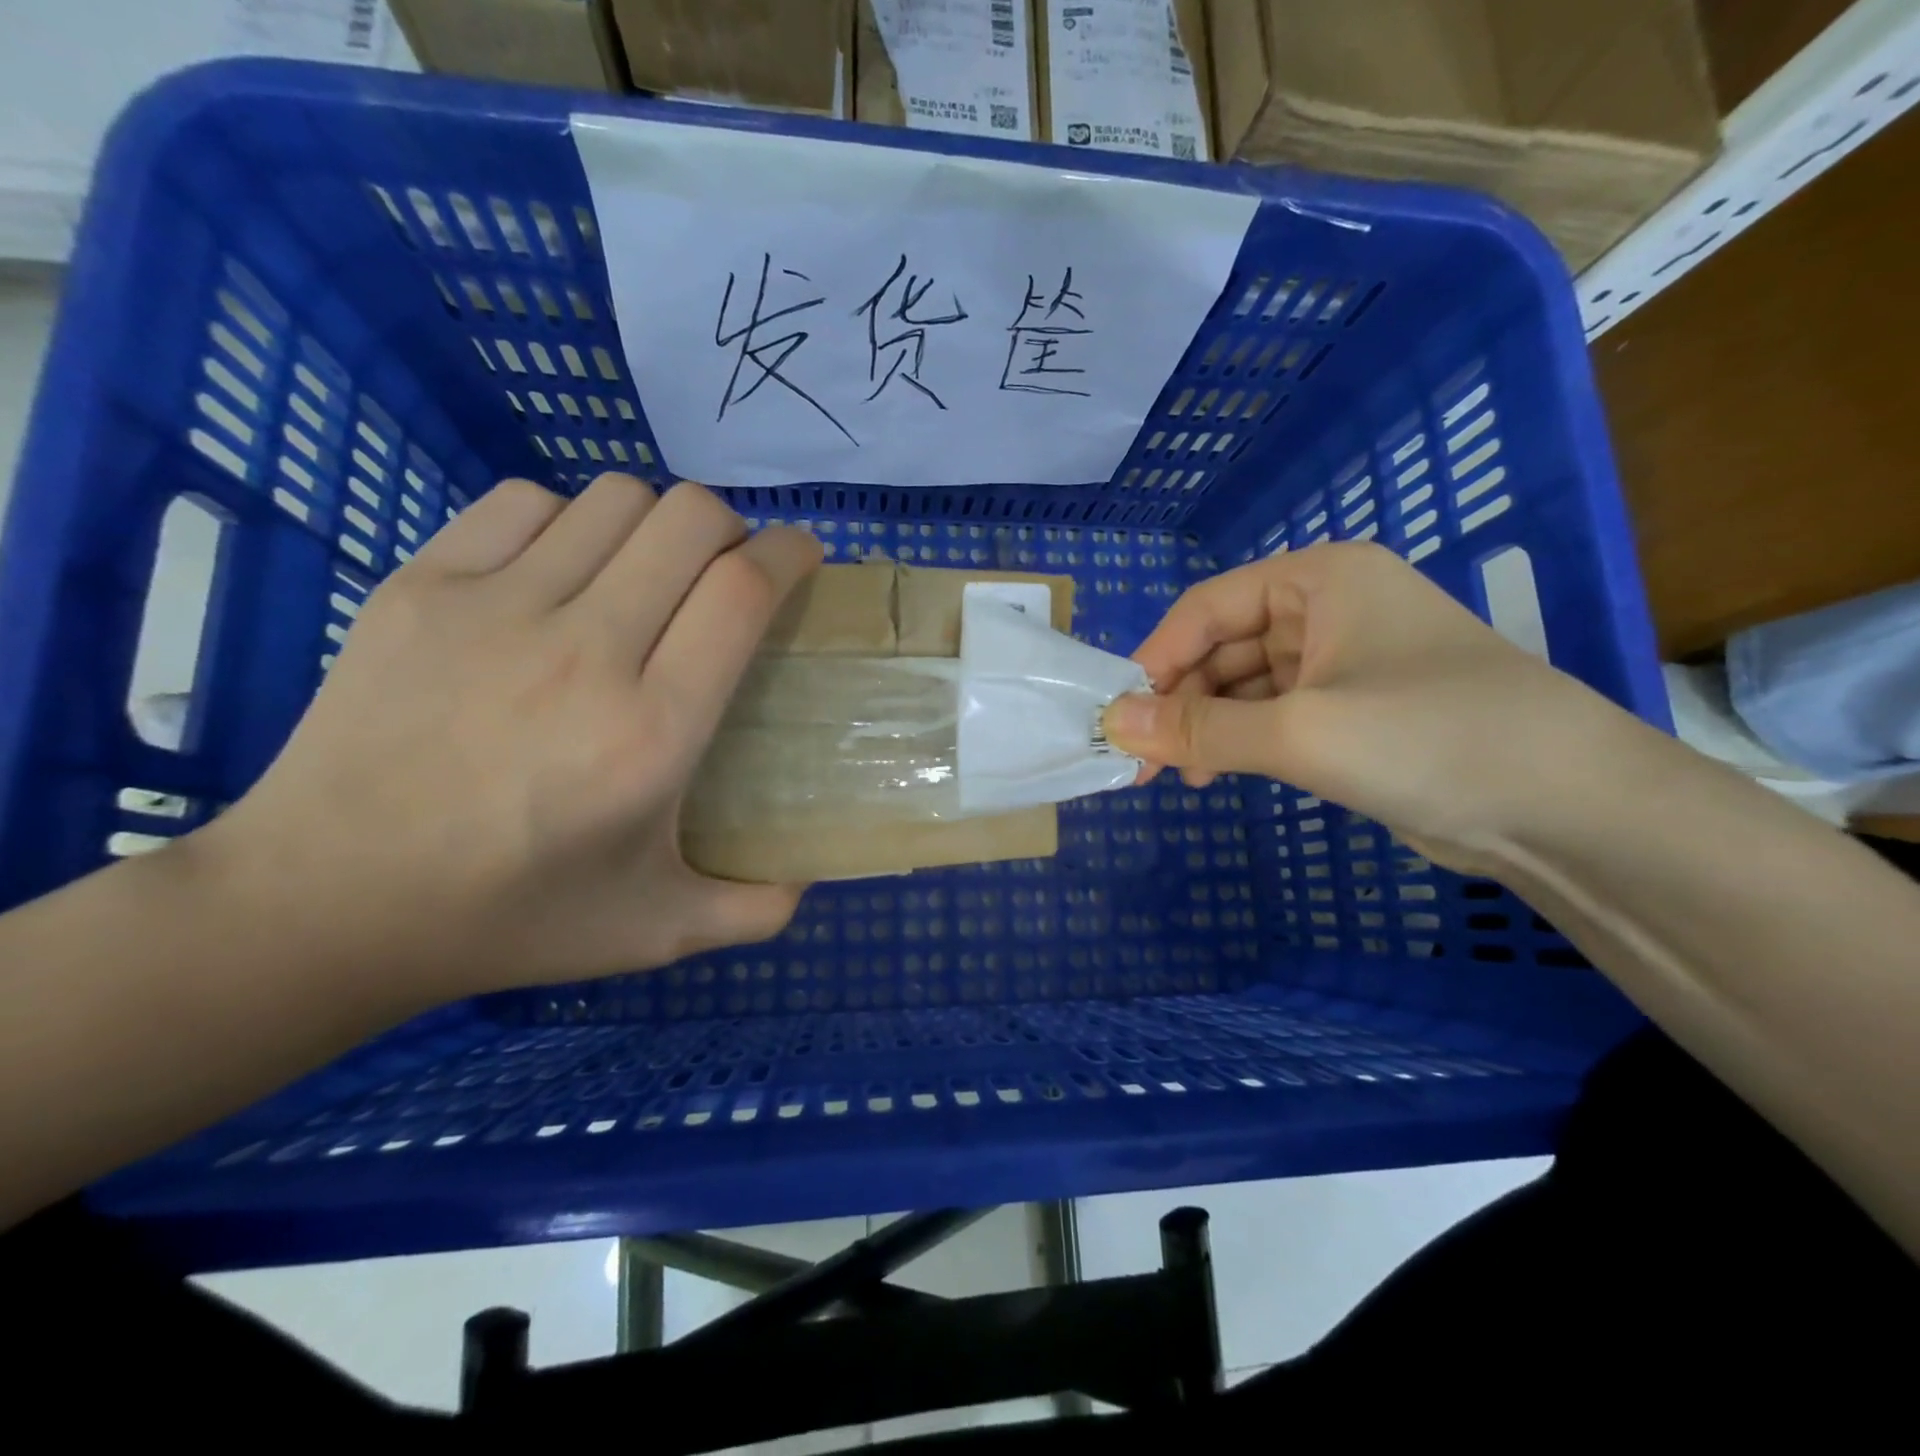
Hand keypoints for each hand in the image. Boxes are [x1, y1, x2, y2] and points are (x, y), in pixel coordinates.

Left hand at [202, 474, 821, 997]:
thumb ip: (756, 909)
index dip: (789, 554)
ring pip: (615, 499)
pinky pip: (525, 503)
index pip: (742, 591)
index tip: (802, 558)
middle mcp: (584, 652)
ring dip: (657, 524)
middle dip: (734, 528)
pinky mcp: (420, 588)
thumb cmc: (511, 918)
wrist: (324, 905)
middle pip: (690, 519)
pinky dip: (569, 521)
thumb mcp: (659, 932)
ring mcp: (493, 609)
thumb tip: (811, 872)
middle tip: (730, 573)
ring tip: (650, 573)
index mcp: (652, 732)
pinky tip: (564, 572)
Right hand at [1102, 542, 1635, 871]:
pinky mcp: (1355, 711)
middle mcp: (1330, 609)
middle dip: (1181, 700)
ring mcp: (1345, 662)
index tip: (1121, 715)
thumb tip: (1113, 725)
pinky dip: (1240, 740)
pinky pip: (1274, 714)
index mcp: (1320, 579)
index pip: (1208, 607)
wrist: (1568, 810)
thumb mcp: (1301, 732)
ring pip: (1245, 684)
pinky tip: (1218, 774)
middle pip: (1223, 645)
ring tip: (1180, 777)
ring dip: (1206, 725)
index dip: (1157, 657)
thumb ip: (1199, 728)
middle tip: (1144, 761)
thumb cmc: (1429, 739)